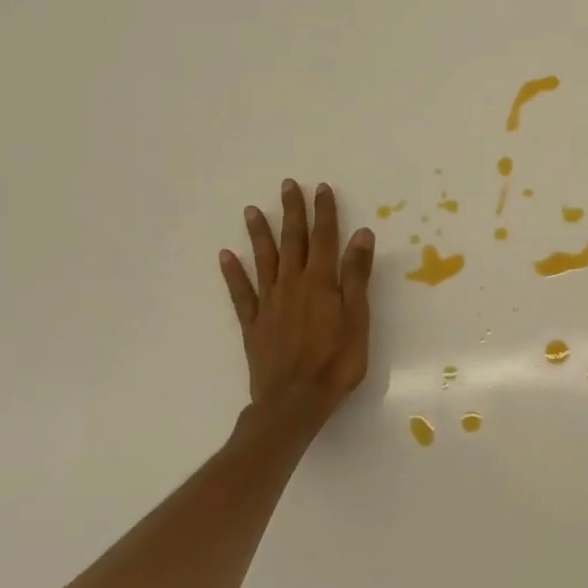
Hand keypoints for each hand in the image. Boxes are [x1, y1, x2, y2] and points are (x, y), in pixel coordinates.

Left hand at [219, 180, 374, 443]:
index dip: (324, 212)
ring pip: (264, 260)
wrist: (294, 402)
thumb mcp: (358, 318)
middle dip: (292, 212)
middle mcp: (293, 284)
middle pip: (293, 241)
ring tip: (252, 210)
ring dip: (260, 234)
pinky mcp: (254, 323)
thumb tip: (361, 235)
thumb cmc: (337, 362)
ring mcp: (270, 303)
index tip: (321, 188)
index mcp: (321, 282)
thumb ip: (356, 276)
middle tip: (287, 185)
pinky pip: (241, 292)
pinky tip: (226, 256)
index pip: (325, 238)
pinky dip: (233, 273)